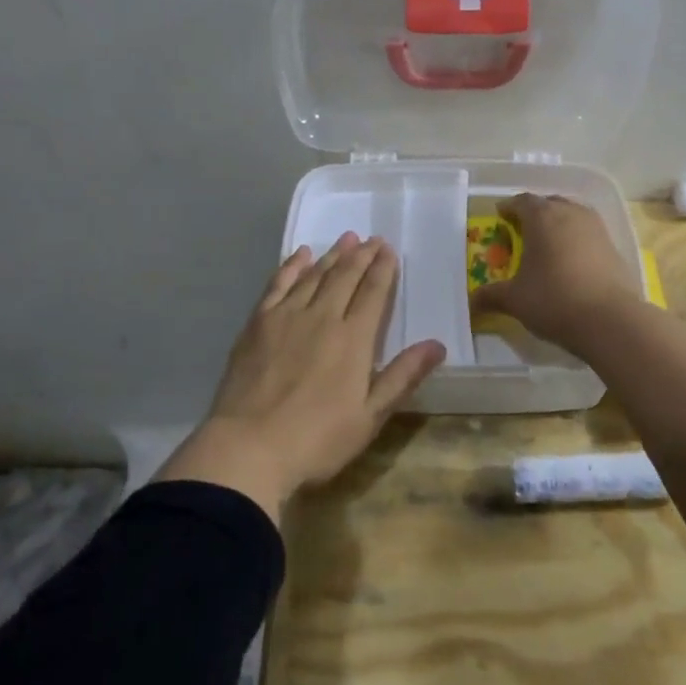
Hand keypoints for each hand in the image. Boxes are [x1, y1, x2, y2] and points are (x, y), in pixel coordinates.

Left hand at [154, 232, 445, 521]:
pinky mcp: (258, 322)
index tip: (389, 250)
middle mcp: (323, 317)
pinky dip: (292, 266)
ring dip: (332, 255)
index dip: (383, 269)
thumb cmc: (317, 439)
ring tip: (346, 239)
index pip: (373, 293)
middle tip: (372, 239)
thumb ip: (402, 376)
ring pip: (315, 275)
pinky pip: (279, 284)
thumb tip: (436, 344)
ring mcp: (287, 316)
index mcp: (354, 339)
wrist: (249, 445)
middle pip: (345, 277)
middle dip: (361, 256)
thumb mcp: (370, 417)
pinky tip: (300, 255)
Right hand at [469, 194, 639, 354]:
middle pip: (549, 203)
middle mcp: (570, 213)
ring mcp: (596, 228)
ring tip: (548, 242)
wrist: (611, 320)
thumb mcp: (514, 300)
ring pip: (572, 214)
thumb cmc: (554, 300)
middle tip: (522, 229)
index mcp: (542, 217)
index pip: (522, 201)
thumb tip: (471, 302)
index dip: (509, 207)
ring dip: (558, 223)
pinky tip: (572, 260)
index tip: (500, 216)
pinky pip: (589, 232)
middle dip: (534, 212)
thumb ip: (491, 296)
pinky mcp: (614, 246)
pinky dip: (577, 239)